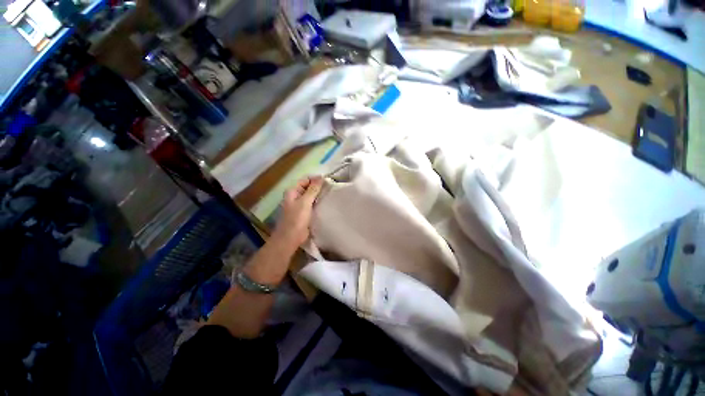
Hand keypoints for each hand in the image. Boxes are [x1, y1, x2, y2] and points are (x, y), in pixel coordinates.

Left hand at [272, 176, 323, 249]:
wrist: (291, 238)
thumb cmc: (296, 219)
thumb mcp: (305, 202)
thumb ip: (313, 189)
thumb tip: (320, 177)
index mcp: (292, 191)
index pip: (305, 180)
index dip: (315, 179)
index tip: (328, 181)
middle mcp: (295, 196)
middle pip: (308, 187)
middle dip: (318, 187)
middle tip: (331, 187)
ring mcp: (299, 205)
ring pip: (311, 196)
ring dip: (319, 195)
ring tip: (330, 193)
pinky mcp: (304, 212)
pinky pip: (312, 204)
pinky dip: (318, 202)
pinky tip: (326, 202)